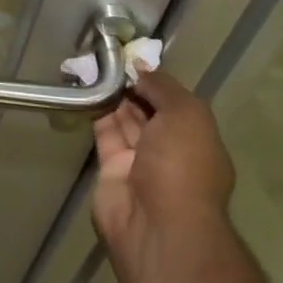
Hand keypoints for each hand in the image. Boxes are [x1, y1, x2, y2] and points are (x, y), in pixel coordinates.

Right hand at [92, 71, 236, 282]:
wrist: (157, 225)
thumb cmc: (183, 166)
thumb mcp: (186, 115)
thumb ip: (163, 87)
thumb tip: (141, 67)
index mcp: (197, 140)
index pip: (175, 104)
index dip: (156, 81)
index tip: (133, 59)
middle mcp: (170, 151)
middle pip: (149, 111)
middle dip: (132, 86)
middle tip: (108, 57)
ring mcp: (140, 162)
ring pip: (125, 120)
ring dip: (112, 95)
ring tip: (93, 64)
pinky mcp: (111, 169)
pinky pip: (104, 133)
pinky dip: (95, 111)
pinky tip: (85, 87)